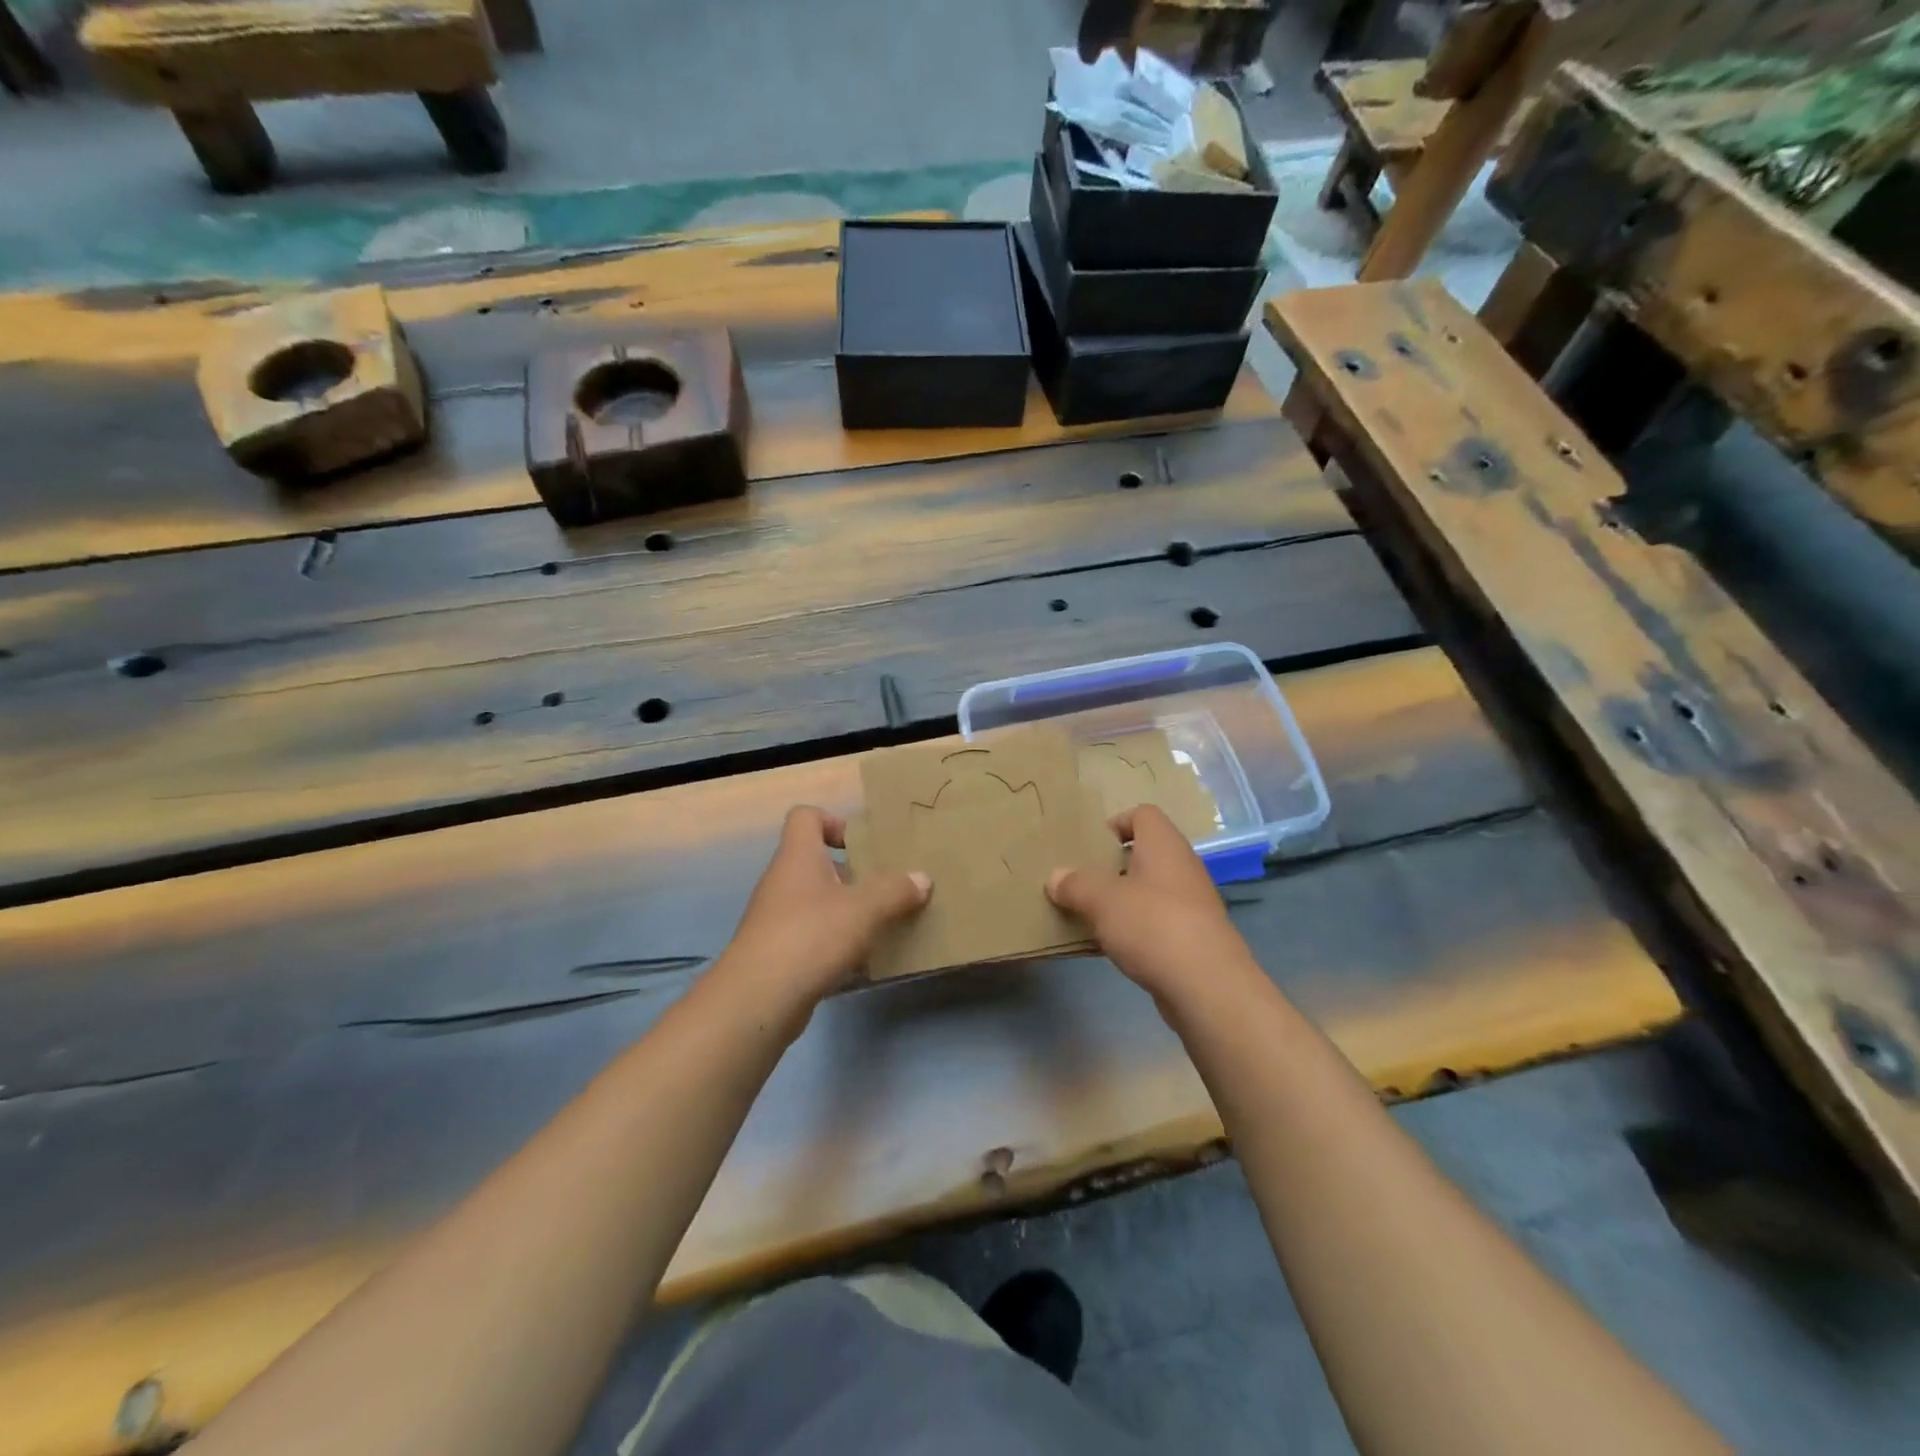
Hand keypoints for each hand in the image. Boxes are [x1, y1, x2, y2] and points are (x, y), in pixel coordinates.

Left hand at [717, 806, 929, 1018]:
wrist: (758, 1000)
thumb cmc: (810, 936)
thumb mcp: (864, 909)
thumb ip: (895, 891)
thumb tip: (922, 878)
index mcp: (798, 856)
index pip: (806, 817)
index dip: (833, 821)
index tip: (863, 844)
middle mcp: (783, 881)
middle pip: (818, 862)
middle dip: (854, 873)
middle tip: (886, 887)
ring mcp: (777, 918)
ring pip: (818, 902)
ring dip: (849, 911)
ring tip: (883, 924)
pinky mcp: (779, 953)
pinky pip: (814, 937)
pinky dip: (838, 944)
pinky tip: (865, 962)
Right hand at [1047, 805, 1255, 1006]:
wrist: (1207, 986)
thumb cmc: (1152, 925)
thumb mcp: (1101, 901)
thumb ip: (1075, 885)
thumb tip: (1056, 877)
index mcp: (1164, 845)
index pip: (1143, 814)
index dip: (1116, 823)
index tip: (1091, 846)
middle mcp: (1182, 866)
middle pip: (1145, 853)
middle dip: (1113, 865)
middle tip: (1083, 880)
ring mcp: (1192, 903)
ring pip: (1151, 889)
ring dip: (1123, 899)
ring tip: (1092, 913)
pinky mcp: (1194, 937)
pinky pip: (1158, 921)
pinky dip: (1137, 927)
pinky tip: (1114, 945)